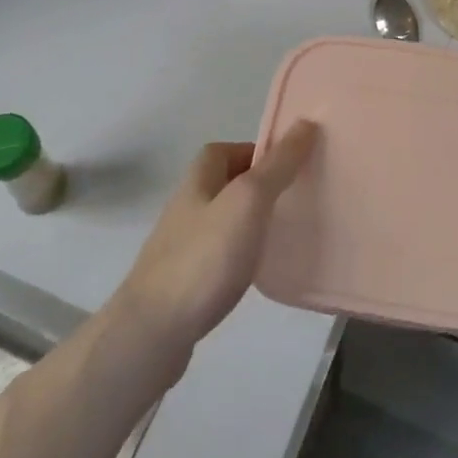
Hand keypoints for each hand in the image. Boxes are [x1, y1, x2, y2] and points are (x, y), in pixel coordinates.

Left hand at [115, 123, 318, 352]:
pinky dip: (241, 256)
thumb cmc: (204, 257)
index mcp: (199, 178)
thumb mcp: (249, 201)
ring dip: (251, 222)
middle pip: (228, 183)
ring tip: (284, 234)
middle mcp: (188, 205)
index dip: (259, 152)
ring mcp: (182, 245)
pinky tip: (258, 272)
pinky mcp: (185, 282)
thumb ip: (278, 165)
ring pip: (225, 220)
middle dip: (260, 187)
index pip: (229, 149)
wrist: (151, 334)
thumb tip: (305, 123)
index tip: (292, 166)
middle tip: (296, 198)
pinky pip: (220, 255)